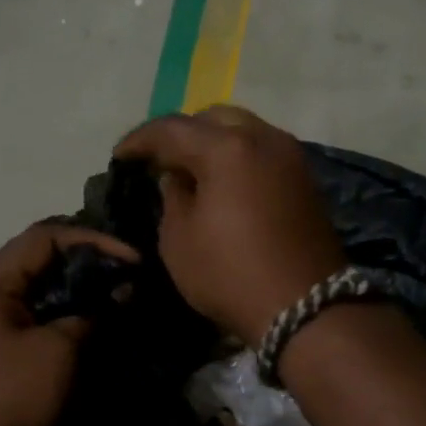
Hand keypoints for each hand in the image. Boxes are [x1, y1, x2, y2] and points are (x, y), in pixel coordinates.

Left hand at [0, 222, 138, 425]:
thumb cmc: (11, 399)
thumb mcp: (60, 351)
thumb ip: (92, 313)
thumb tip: (120, 292)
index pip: (44, 238)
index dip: (93, 242)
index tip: (133, 261)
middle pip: (37, 260)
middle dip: (86, 266)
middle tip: (127, 280)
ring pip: (34, 290)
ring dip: (74, 292)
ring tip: (114, 301)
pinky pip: (27, 317)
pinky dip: (58, 315)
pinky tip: (87, 328)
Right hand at [115, 106, 346, 341]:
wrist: (303, 307)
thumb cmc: (230, 275)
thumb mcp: (179, 241)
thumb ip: (172, 198)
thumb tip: (178, 178)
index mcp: (226, 148)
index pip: (172, 129)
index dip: (140, 140)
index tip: (120, 156)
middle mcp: (263, 138)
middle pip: (213, 118)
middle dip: (182, 133)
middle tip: (159, 159)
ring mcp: (290, 157)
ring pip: (244, 131)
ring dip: (213, 143)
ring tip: (191, 170)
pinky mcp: (305, 180)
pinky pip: (262, 153)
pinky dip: (238, 158)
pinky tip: (224, 183)